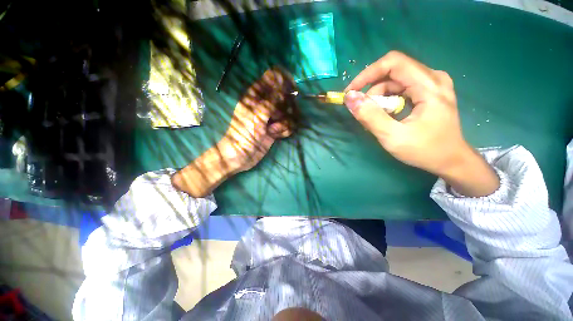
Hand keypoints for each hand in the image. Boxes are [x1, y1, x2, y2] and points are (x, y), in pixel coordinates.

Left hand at [172, 68, 293, 196]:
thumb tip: (283, 89)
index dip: (282, 80)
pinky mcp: (276, 129)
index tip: (291, 86)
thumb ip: (271, 101)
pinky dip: (285, 130)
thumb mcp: (256, 115)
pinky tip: (278, 135)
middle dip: (286, 106)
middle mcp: (265, 105)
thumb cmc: (244, 133)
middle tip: (279, 115)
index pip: (270, 79)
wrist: (242, 155)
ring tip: (274, 129)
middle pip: (284, 96)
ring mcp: (271, 118)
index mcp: (255, 96)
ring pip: (288, 112)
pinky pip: (288, 125)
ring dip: (285, 121)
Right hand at [344, 51, 498, 196]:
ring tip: (375, 118)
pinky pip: (400, 88)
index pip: (393, 63)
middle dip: (372, 90)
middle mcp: (432, 78)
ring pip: (395, 81)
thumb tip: (350, 99)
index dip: (367, 74)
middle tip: (363, 111)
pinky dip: (387, 100)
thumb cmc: (425, 150)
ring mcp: (432, 84)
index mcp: (429, 85)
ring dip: (379, 98)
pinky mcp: (428, 91)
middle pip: (392, 72)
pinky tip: (386, 115)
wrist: (450, 160)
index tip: (351, 92)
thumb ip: (370, 117)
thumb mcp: (393, 137)